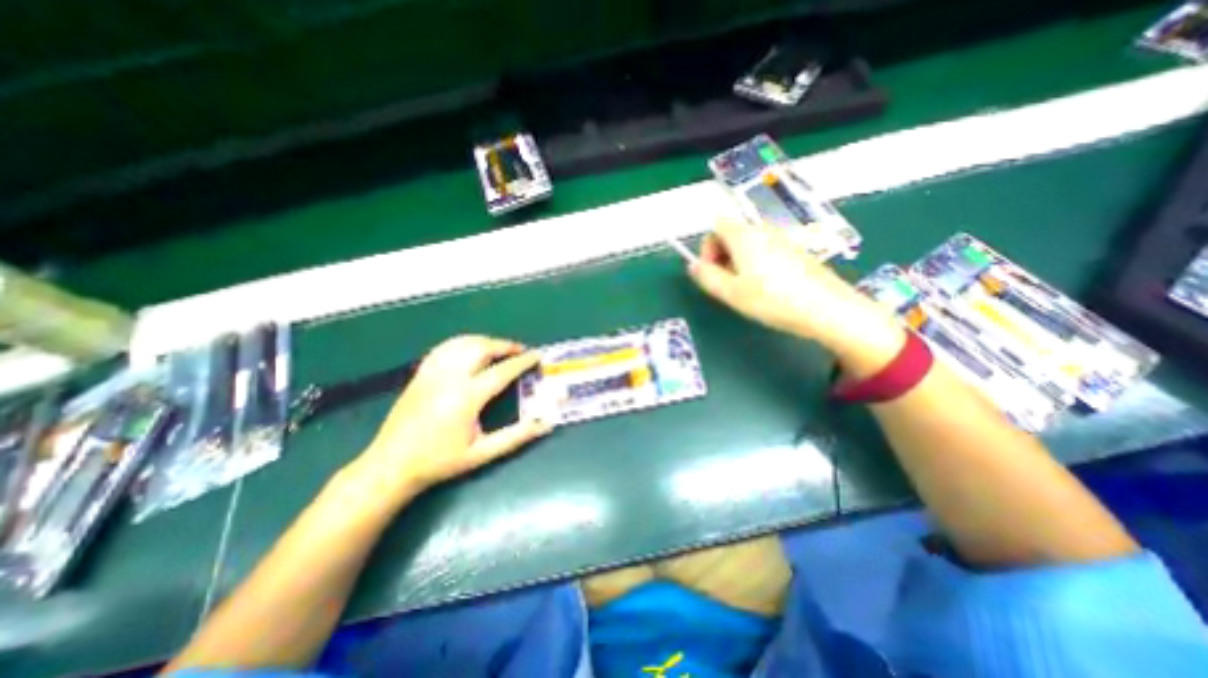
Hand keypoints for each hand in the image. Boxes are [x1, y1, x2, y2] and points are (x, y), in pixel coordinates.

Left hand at [356, 335, 551, 495]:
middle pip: (482, 348)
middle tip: (520, 351)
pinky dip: (463, 343)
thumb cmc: (440, 461)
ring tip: (500, 349)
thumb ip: (516, 437)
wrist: (391, 465)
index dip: (523, 361)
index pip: (502, 370)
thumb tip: (545, 423)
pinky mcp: (421, 374)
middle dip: (505, 345)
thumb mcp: (482, 453)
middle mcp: (450, 378)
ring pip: (463, 343)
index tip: (537, 355)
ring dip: (485, 341)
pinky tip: (470, 349)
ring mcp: (432, 373)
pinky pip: (445, 348)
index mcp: (467, 397)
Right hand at [688, 222, 906, 375]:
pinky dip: (756, 262)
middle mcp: (763, 229)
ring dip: (738, 261)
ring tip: (744, 288)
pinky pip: (766, 249)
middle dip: (721, 255)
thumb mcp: (731, 292)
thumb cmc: (771, 299)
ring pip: (749, 243)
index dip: (707, 247)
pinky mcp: (796, 250)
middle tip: (725, 284)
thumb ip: (706, 277)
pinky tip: (766, 287)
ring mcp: (782, 238)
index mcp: (744, 235)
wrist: (826, 308)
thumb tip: (693, 265)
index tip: (710, 271)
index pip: (716, 225)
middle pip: (732, 233)